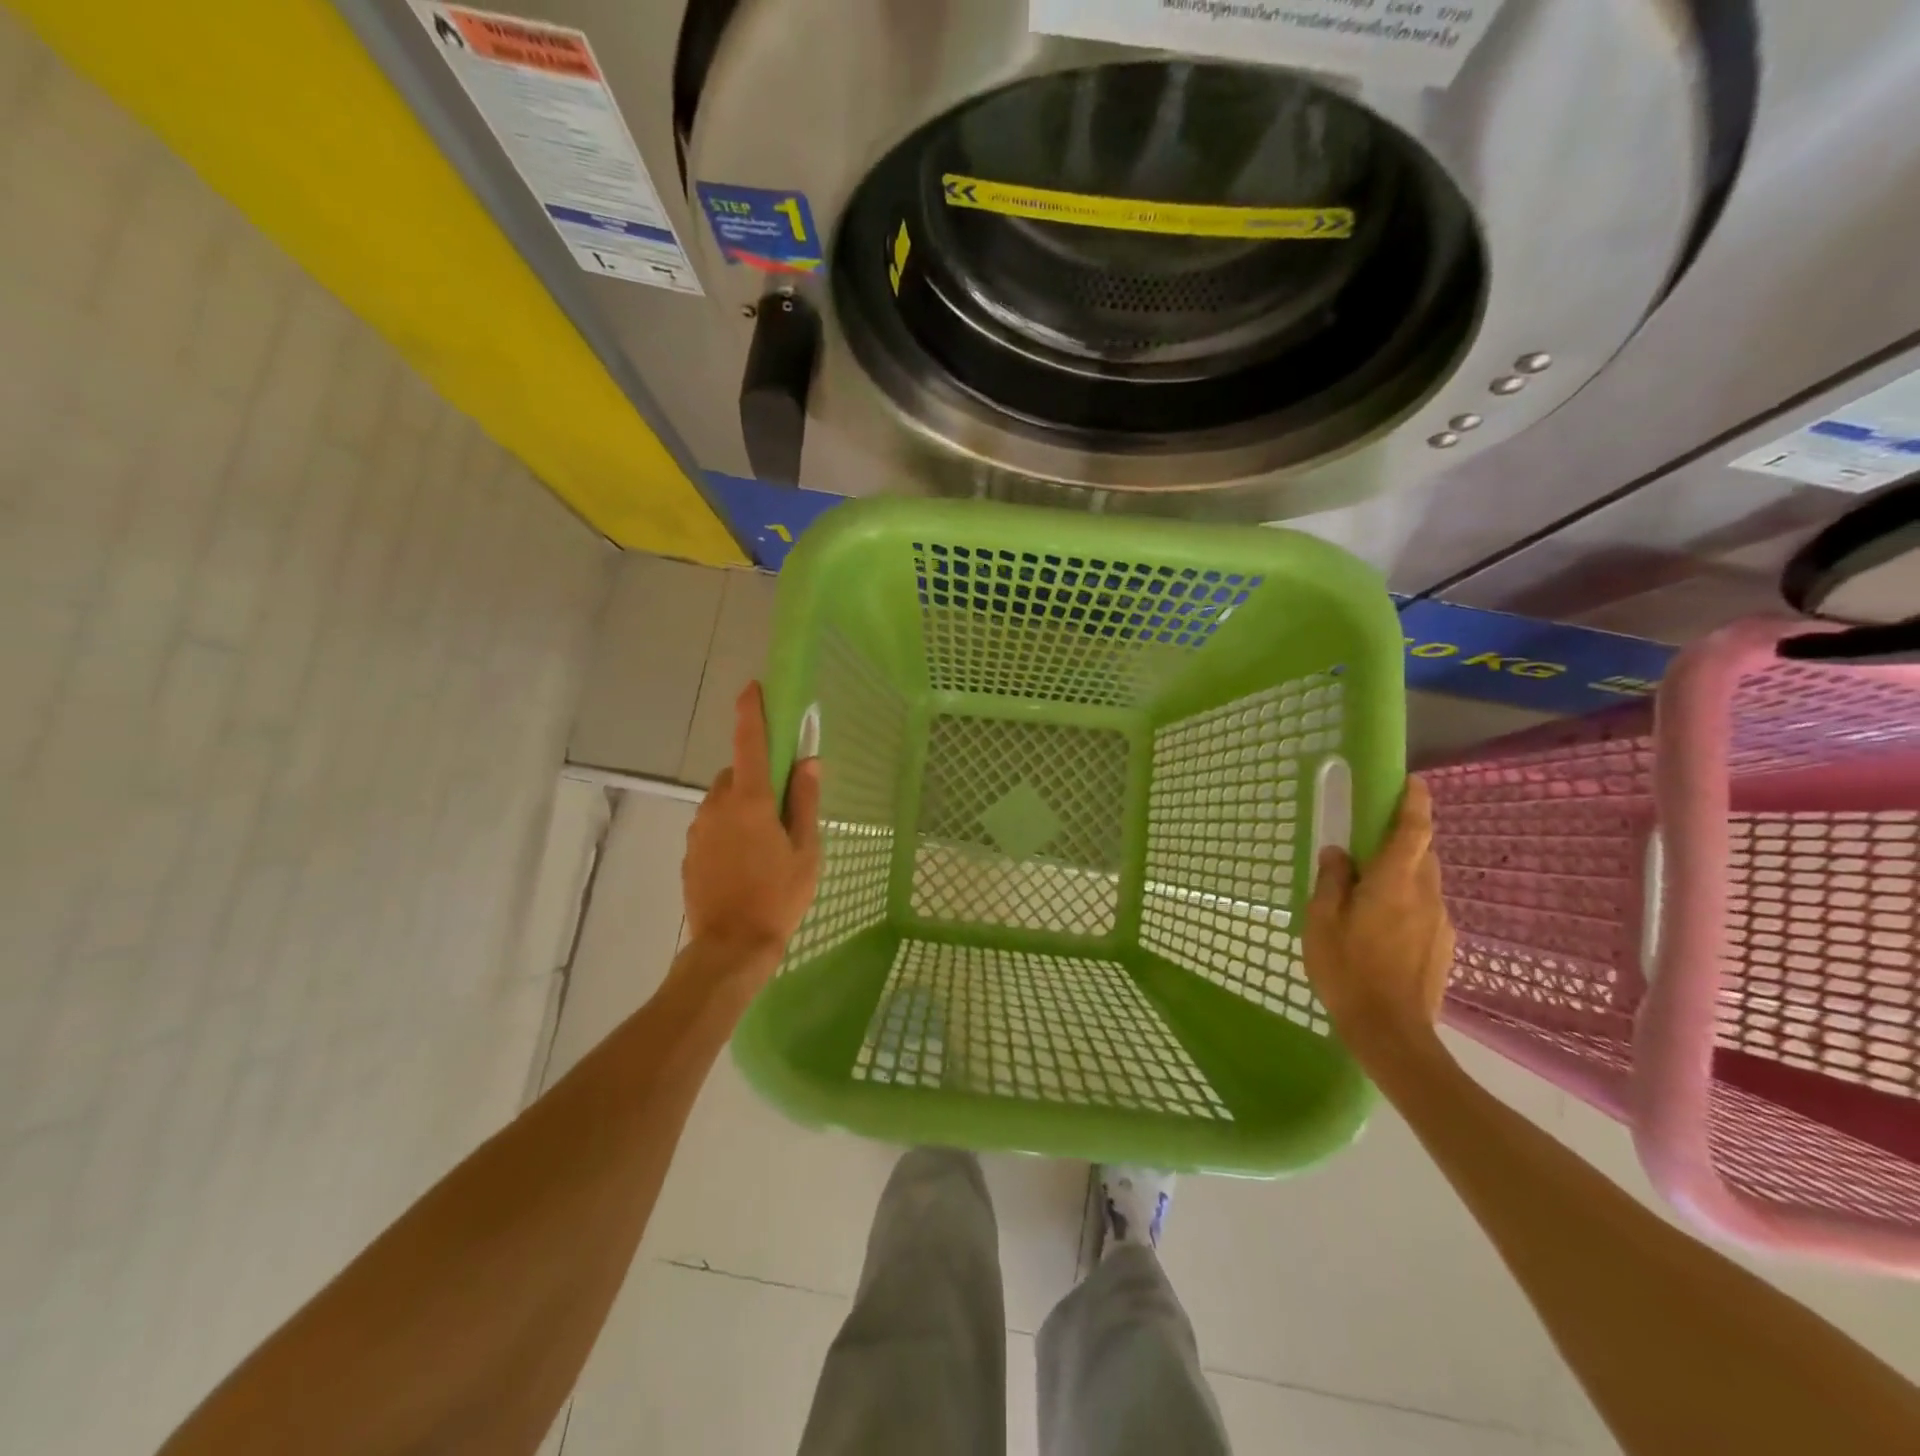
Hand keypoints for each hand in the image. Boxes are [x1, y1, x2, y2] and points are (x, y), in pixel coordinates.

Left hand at [681, 683, 821, 971]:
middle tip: (781, 810)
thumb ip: (806, 802)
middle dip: (756, 779)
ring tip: (764, 844)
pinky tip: (744, 863)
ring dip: (741, 807)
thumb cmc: (779, 896)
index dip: (751, 712)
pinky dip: (728, 830)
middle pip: (736, 774)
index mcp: (751, 801)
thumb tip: (808, 762)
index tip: (752, 688)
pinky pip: (712, 826)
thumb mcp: (806, 851)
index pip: (749, 743)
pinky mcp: (689, 852)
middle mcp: (717, 806)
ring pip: (722, 801)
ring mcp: (698, 830)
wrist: (731, 947)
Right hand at [1302, 777, 1455, 1061]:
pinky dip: (1406, 903)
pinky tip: (1381, 929)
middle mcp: (1426, 894)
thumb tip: (1339, 853)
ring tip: (1368, 893)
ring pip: (1424, 882)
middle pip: (1422, 853)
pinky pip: (1425, 909)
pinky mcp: (1444, 945)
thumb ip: (1332, 881)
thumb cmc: (1348, 969)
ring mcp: (1440, 921)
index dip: (1415, 802)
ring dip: (1402, 874)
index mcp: (1394, 882)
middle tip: (1370, 843)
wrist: (1392, 1032)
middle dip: (1402, 839)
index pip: (1414, 830)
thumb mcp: (1322, 921)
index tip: (1412, 781)